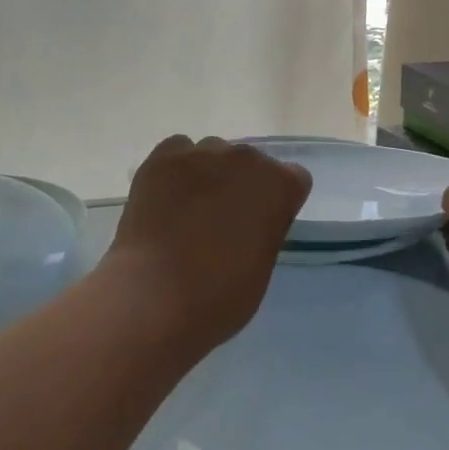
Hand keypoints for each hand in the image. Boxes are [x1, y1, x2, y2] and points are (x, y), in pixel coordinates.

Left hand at [104, 135, 312, 351]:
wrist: (157, 297)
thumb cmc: (221, 295)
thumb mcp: (262, 264)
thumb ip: (264, 228)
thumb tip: (247, 222)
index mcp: (280, 186)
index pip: (291, 179)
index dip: (275, 201)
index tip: (260, 224)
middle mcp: (245, 159)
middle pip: (249, 162)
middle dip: (240, 185)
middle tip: (220, 220)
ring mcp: (201, 155)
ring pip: (212, 154)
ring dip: (207, 175)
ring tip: (187, 210)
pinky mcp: (162, 159)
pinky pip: (177, 152)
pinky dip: (175, 170)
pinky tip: (166, 198)